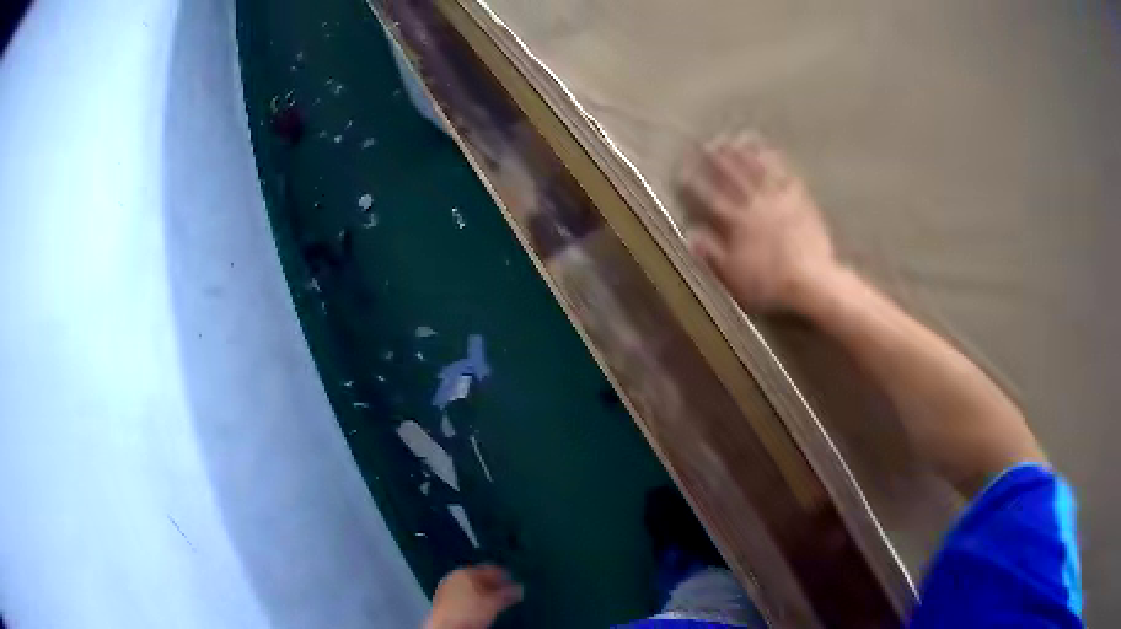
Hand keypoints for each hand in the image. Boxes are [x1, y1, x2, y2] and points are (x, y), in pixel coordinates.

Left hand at [425, 565, 522, 628]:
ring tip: (496, 601)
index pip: (489, 568)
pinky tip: (480, 608)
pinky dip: (473, 599)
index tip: (513, 580)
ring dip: (483, 592)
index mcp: (465, 572)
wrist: (448, 626)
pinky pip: (463, 596)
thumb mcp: (493, 603)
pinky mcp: (443, 600)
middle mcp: (454, 577)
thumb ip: (507, 593)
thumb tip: (519, 588)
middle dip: (493, 584)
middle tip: (507, 591)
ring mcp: (447, 588)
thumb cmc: (469, 612)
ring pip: (470, 587)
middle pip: (478, 577)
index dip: (503, 574)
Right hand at [679, 132, 837, 312]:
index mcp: (736, 223)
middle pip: (733, 176)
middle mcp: (755, 205)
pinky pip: (785, 174)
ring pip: (758, 169)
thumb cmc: (770, 284)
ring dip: (745, 152)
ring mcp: (778, 199)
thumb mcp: (734, 278)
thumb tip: (691, 235)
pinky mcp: (799, 200)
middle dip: (718, 158)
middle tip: (706, 143)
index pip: (709, 197)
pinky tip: (770, 150)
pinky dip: (775, 160)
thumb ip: (712, 255)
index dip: (694, 182)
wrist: (812, 281)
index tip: (683, 169)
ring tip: (735, 138)